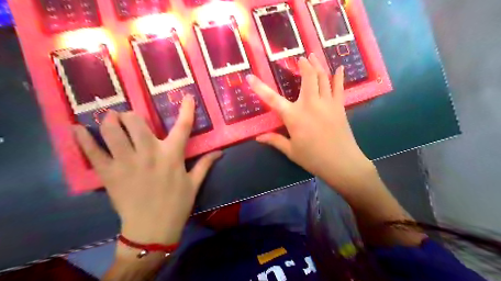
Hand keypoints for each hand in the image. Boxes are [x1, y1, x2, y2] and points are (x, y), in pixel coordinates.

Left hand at [74, 96, 221, 244]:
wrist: (152, 229)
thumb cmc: (177, 204)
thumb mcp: (194, 183)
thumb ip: (205, 164)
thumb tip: (220, 152)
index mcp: (172, 155)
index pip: (183, 126)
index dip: (187, 109)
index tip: (186, 96)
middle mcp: (149, 154)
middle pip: (136, 122)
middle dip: (133, 115)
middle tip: (131, 118)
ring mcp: (126, 163)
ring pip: (112, 131)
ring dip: (110, 121)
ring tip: (111, 119)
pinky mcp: (109, 174)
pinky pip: (92, 152)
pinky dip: (82, 139)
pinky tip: (77, 129)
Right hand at [247, 54, 375, 189]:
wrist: (341, 163)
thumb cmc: (313, 158)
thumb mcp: (291, 150)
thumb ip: (274, 140)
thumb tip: (258, 137)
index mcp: (294, 116)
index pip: (272, 99)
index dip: (259, 87)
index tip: (250, 77)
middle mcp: (310, 104)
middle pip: (308, 77)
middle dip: (304, 65)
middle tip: (301, 57)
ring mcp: (327, 103)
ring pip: (323, 77)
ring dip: (318, 65)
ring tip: (314, 55)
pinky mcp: (339, 106)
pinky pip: (339, 87)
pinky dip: (339, 76)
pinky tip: (340, 68)